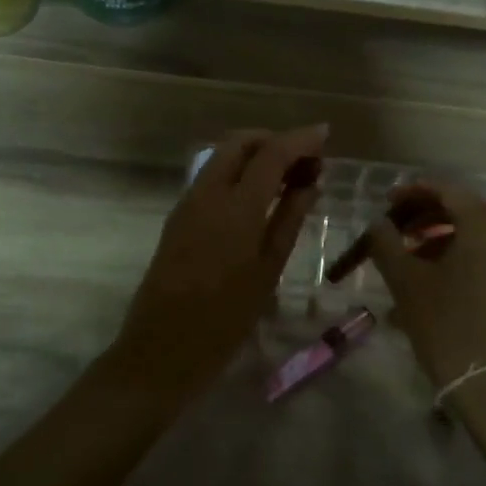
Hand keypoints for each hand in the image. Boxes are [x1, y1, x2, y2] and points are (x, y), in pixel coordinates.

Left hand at [112, 126, 325, 396]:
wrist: (161, 351)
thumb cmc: (225, 320)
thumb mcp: (268, 271)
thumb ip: (289, 219)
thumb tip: (310, 182)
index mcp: (235, 208)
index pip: (271, 154)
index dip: (300, 139)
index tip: (325, 134)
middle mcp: (207, 194)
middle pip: (240, 143)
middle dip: (274, 140)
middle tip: (305, 159)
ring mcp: (187, 203)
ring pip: (222, 156)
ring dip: (255, 153)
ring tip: (287, 175)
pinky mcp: (177, 216)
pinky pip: (211, 176)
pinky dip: (237, 171)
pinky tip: (258, 194)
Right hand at [365, 179, 485, 390]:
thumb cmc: (448, 327)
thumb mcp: (407, 283)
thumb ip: (387, 244)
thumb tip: (378, 224)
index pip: (447, 191)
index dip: (414, 192)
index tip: (387, 201)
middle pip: (464, 212)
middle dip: (426, 217)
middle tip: (395, 230)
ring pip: (477, 238)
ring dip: (442, 240)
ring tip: (410, 260)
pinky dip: (461, 259)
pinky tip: (435, 283)